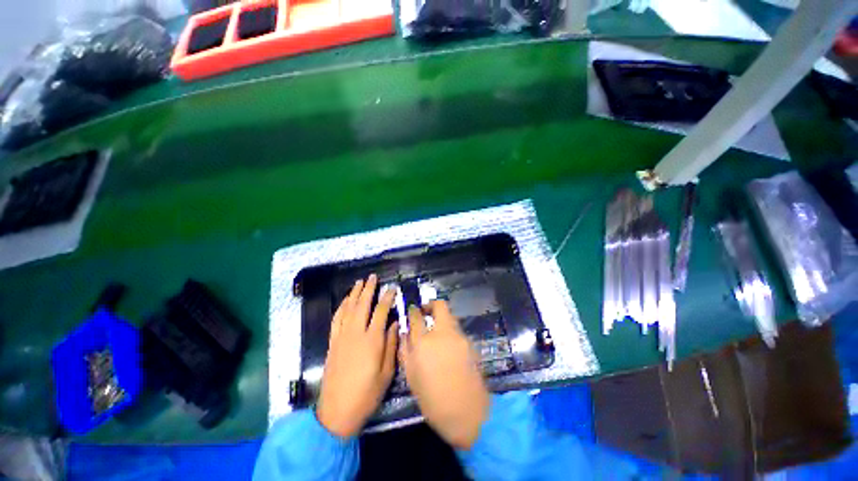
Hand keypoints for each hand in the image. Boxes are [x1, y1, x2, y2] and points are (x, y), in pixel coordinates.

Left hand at [316, 274, 398, 437]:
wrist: (337, 411)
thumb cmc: (367, 393)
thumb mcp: (387, 372)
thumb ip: (392, 344)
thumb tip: (396, 323)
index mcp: (372, 340)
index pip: (381, 311)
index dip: (387, 297)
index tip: (392, 288)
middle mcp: (356, 333)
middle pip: (362, 304)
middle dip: (368, 289)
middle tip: (372, 277)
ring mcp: (341, 337)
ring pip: (348, 309)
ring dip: (354, 294)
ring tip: (359, 282)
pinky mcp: (332, 343)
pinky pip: (336, 319)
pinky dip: (341, 307)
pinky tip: (345, 301)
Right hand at [400, 300, 489, 449]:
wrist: (467, 413)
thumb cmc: (433, 400)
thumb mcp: (411, 377)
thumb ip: (406, 350)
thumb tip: (405, 333)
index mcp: (424, 342)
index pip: (416, 316)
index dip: (413, 311)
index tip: (412, 311)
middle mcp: (442, 333)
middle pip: (439, 306)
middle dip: (431, 305)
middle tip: (425, 313)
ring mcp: (459, 336)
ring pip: (450, 317)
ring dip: (441, 319)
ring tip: (435, 333)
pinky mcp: (470, 343)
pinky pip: (457, 330)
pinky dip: (450, 331)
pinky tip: (447, 347)